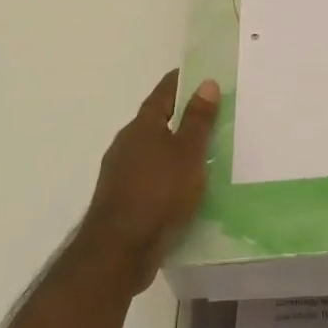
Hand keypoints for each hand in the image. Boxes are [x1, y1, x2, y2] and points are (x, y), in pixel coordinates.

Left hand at [78, 72, 219, 290]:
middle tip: (209, 114)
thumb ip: (198, 120)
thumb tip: (207, 83)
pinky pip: (150, 178)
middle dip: (179, 116)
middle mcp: (126, 145)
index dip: (180, 82)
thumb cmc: (158, 193)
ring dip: (173, 149)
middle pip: (155, 122)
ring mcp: (120, 174)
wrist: (119, 252)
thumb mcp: (188, 153)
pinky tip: (184, 188)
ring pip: (152, 152)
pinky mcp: (122, 201)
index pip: (162, 94)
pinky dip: (167, 176)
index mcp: (141, 127)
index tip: (198, 74)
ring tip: (202, 153)